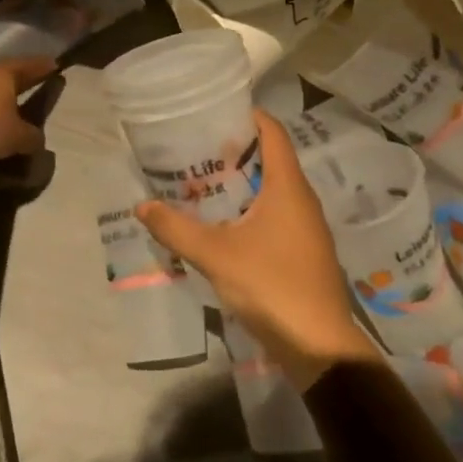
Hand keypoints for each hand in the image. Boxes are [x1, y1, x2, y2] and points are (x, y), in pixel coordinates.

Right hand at [137, 110, 376, 388]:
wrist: (320, 348)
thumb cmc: (272, 286)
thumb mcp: (216, 255)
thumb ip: (176, 229)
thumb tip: (142, 205)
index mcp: (288, 186)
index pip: (272, 132)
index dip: (247, 116)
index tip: (214, 113)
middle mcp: (301, 199)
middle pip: (270, 159)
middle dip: (234, 151)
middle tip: (196, 150)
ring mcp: (306, 227)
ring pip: (272, 189)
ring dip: (241, 183)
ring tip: (202, 183)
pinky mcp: (304, 252)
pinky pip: (275, 214)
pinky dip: (250, 208)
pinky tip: (223, 224)